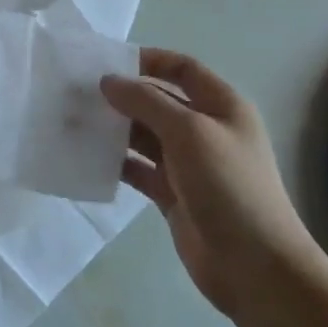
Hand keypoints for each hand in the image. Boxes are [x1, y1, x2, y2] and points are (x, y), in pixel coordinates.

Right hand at [101, 49, 324, 318]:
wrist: (255, 266)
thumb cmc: (229, 187)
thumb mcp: (189, 133)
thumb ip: (146, 102)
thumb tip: (108, 81)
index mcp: (221, 106)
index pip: (182, 68)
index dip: (148, 60)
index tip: (106, 62)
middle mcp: (204, 130)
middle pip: (157, 101)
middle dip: (121, 96)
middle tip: (77, 94)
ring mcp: (187, 164)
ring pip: (143, 135)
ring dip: (113, 128)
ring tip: (73, 122)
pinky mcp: (172, 194)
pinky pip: (137, 168)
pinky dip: (115, 161)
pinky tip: (86, 158)